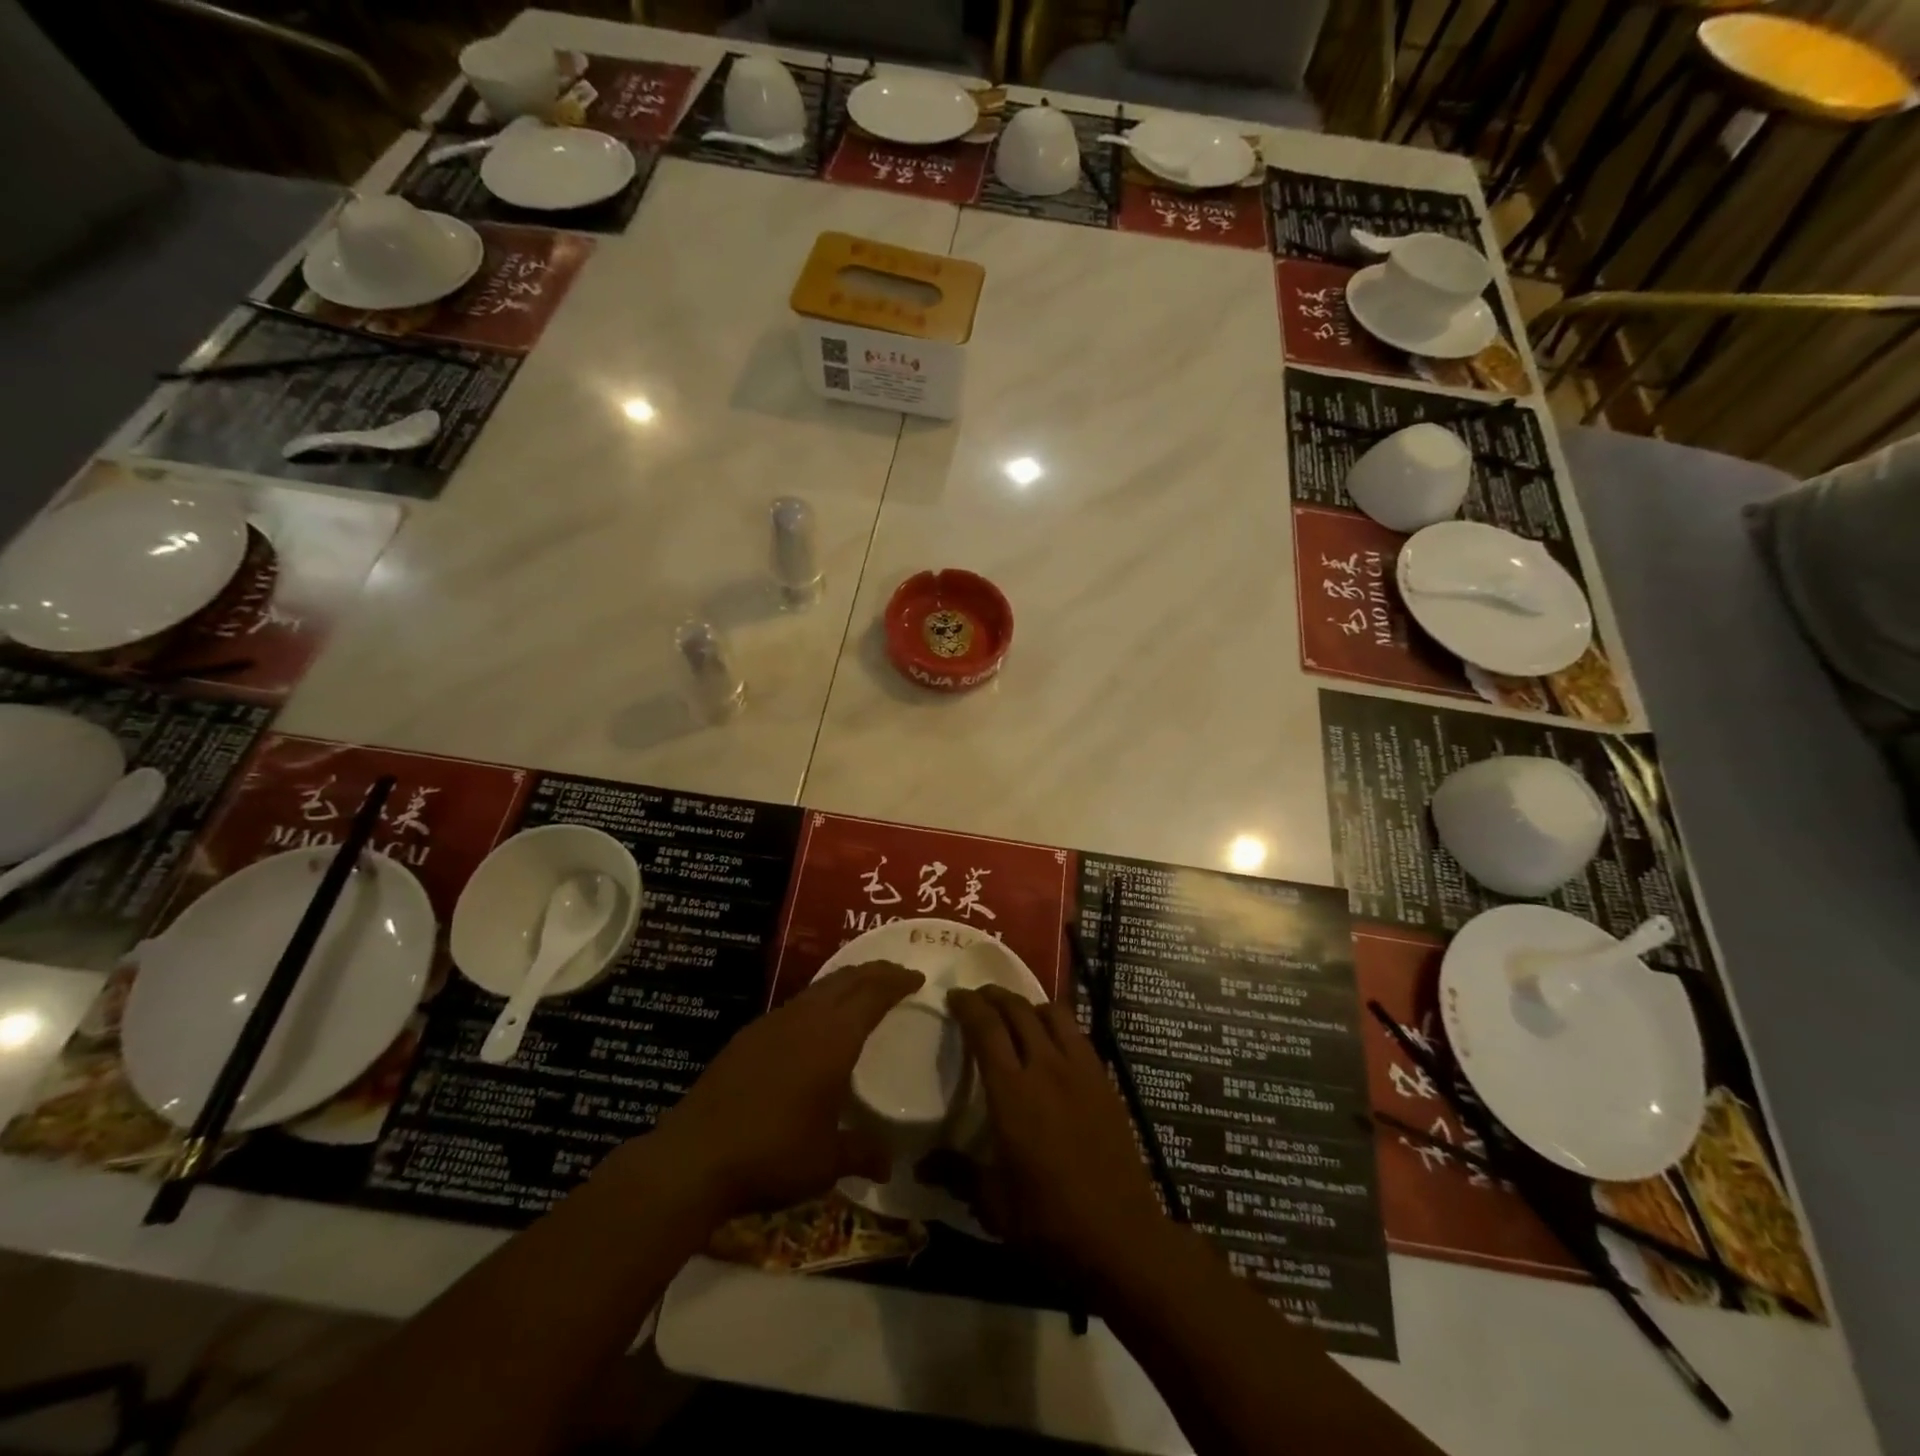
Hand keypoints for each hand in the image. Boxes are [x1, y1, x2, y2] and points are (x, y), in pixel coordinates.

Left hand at [649, 961, 922, 1220]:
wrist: (695, 1155)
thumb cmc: (773, 1153)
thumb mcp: (826, 1161)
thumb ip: (861, 1153)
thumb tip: (889, 1163)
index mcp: (834, 1038)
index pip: (874, 994)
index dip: (897, 981)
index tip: (916, 978)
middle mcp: (806, 1018)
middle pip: (847, 979)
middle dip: (876, 972)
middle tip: (897, 975)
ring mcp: (773, 1022)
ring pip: (819, 988)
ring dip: (846, 983)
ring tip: (861, 991)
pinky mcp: (748, 1035)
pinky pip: (796, 1003)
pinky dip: (819, 1000)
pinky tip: (815, 1022)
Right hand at [942, 985, 1168, 1289]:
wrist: (1122, 1237)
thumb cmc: (1050, 1222)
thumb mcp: (993, 1204)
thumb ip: (956, 1174)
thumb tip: (918, 1165)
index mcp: (1013, 1093)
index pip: (986, 1028)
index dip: (967, 1005)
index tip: (953, 996)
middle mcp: (1046, 1068)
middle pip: (1018, 1010)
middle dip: (994, 996)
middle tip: (978, 998)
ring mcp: (1081, 1071)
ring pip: (1053, 1013)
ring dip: (1028, 1004)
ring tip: (1015, 1013)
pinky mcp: (1105, 1081)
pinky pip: (1078, 1034)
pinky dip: (1058, 1024)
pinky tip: (1052, 1042)